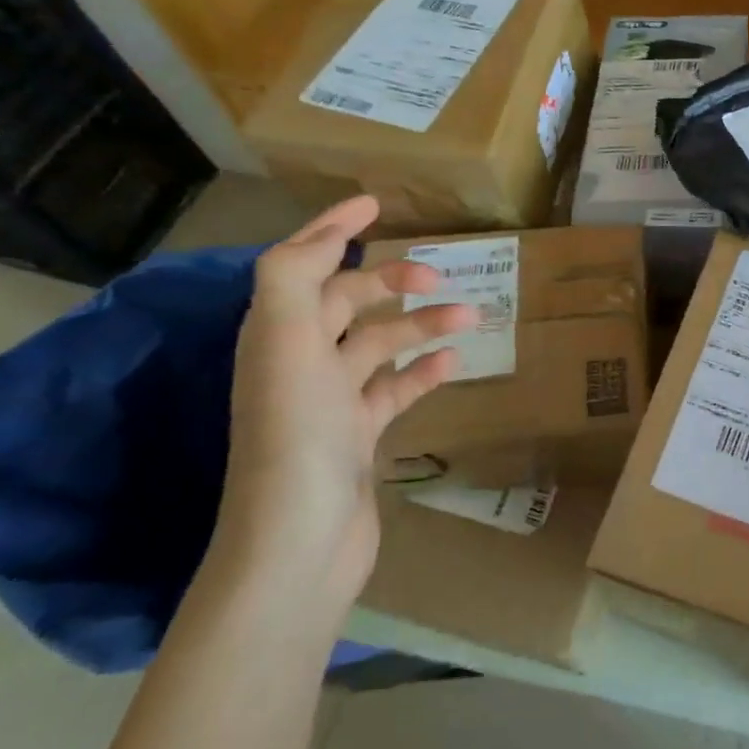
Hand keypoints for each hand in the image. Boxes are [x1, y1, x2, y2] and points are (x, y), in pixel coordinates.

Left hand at [217, 196, 476, 620]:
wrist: (298, 544)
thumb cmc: (297, 437)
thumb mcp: (286, 345)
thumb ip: (292, 279)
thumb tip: (324, 237)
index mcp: (277, 335)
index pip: (300, 264)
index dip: (332, 230)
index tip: (376, 204)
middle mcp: (299, 362)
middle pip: (346, 303)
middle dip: (392, 282)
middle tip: (439, 274)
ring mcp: (330, 403)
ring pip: (380, 345)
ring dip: (422, 325)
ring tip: (471, 315)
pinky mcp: (358, 437)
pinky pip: (395, 390)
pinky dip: (423, 372)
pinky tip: (455, 362)